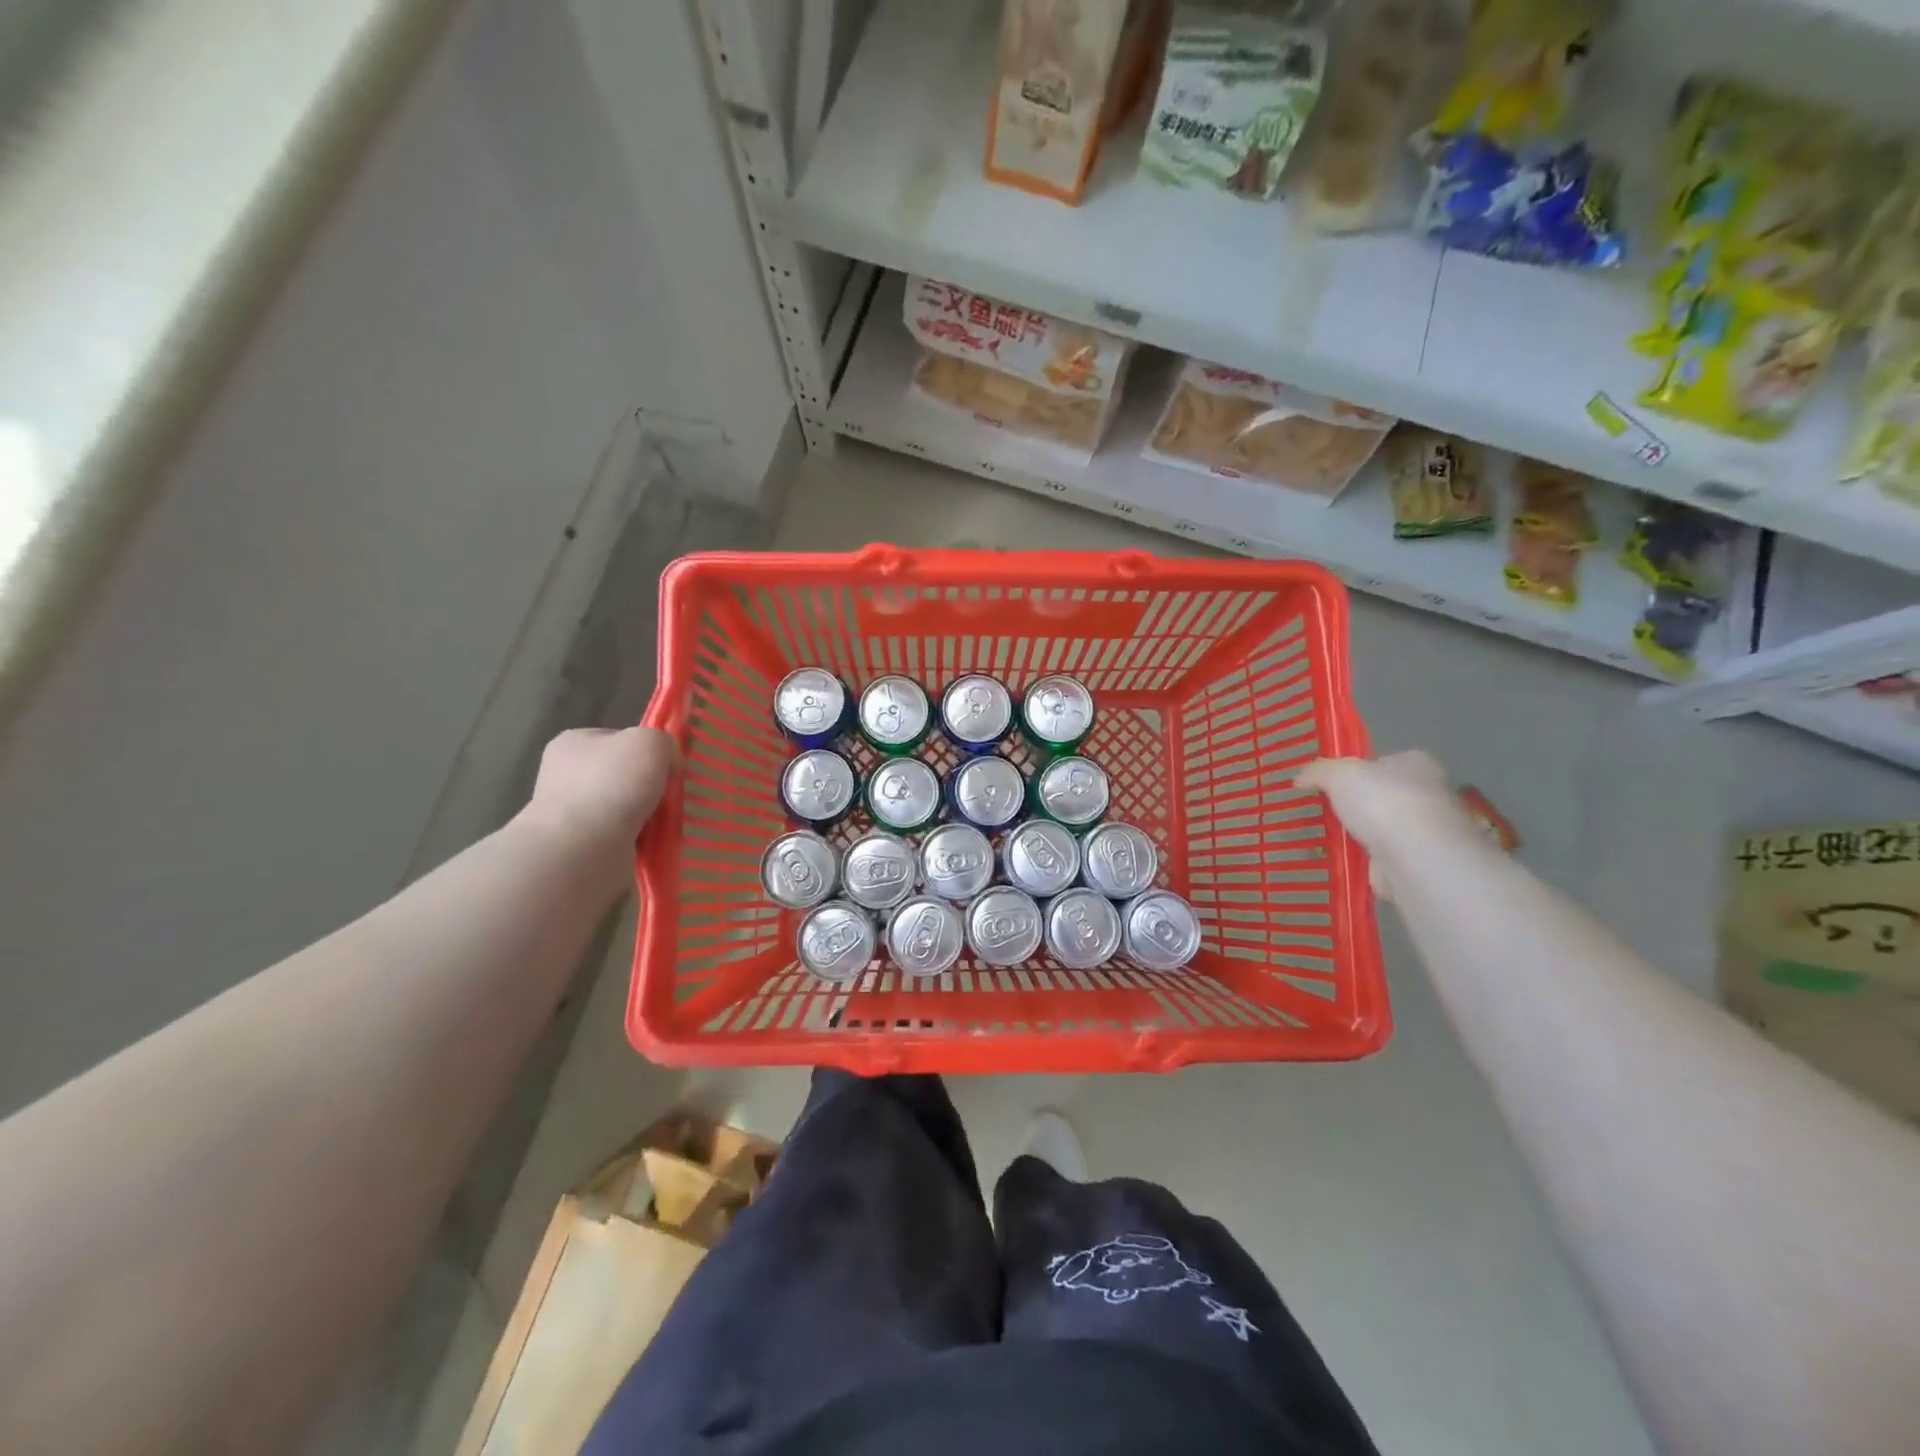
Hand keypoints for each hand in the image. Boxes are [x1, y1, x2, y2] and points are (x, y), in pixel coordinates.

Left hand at [518, 726, 677, 871]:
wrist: (582, 850)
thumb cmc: (612, 785)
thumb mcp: (650, 742)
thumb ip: (662, 741)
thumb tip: (665, 761)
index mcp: (573, 742)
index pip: (620, 739)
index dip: (647, 750)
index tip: (667, 766)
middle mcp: (565, 775)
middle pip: (624, 775)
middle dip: (649, 786)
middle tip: (670, 797)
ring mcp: (569, 813)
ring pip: (625, 808)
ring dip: (648, 815)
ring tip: (665, 823)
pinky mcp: (579, 846)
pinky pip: (623, 836)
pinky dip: (640, 839)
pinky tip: (652, 842)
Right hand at [1295, 751, 1479, 896]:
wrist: (1415, 857)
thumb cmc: (1382, 802)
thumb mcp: (1338, 774)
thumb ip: (1318, 771)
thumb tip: (1300, 778)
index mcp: (1417, 764)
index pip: (1386, 762)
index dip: (1360, 770)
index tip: (1333, 783)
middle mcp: (1429, 795)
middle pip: (1385, 796)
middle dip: (1359, 805)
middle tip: (1324, 811)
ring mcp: (1425, 833)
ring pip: (1383, 830)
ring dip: (1360, 836)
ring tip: (1323, 839)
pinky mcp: (1418, 864)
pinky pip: (1381, 859)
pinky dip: (1362, 862)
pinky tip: (1338, 863)